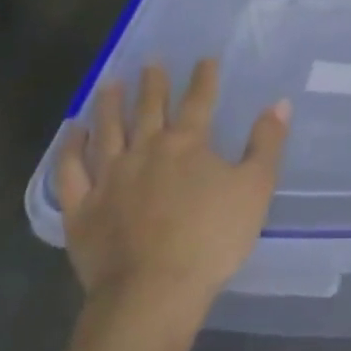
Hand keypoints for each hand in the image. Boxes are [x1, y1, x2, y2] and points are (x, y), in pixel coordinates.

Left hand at [55, 60, 289, 317]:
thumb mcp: (255, 189)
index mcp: (187, 144)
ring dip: (109, 105)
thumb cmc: (211, 239)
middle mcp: (145, 149)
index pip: (198, 100)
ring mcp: (109, 177)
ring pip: (107, 130)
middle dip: (153, 83)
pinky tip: (72, 132)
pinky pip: (71, 171)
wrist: (152, 291)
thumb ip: (266, 144)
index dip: (203, 78)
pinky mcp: (82, 207)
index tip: (205, 59)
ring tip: (110, 83)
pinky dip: (70, 148)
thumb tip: (279, 103)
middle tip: (151, 61)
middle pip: (149, 108)